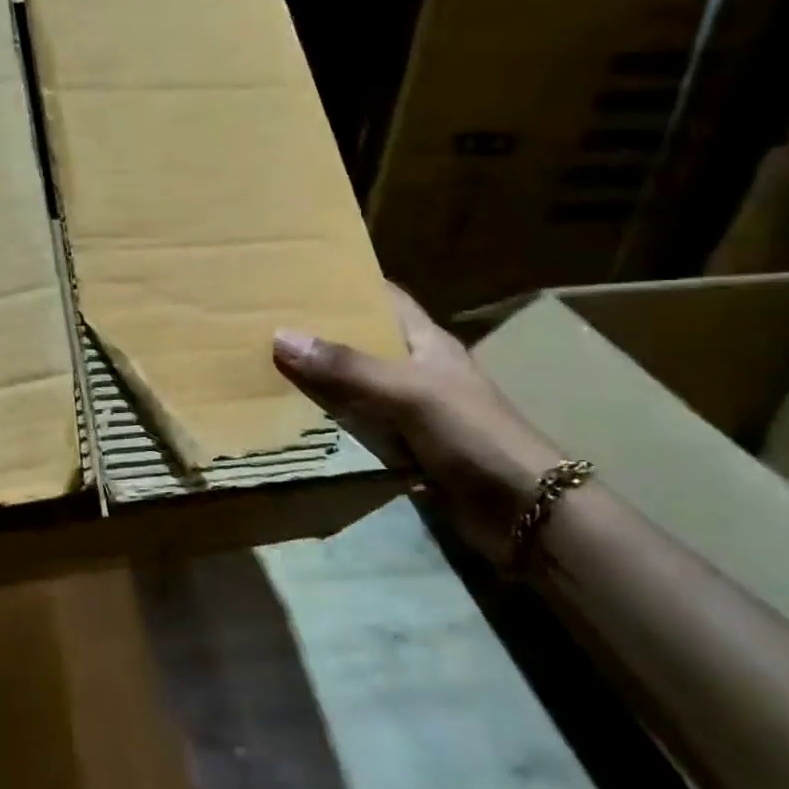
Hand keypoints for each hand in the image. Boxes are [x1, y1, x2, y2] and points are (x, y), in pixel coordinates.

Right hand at [274, 285, 561, 561]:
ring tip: (265, 371)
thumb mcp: (408, 391)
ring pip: (355, 390)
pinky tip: (293, 424)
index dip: (348, 285)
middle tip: (266, 328)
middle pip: (362, 344)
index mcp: (426, 342)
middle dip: (320, 337)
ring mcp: (411, 413)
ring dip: (319, 385)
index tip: (300, 279)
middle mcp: (416, 371)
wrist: (522, 509)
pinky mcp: (405, 451)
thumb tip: (281, 336)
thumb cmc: (472, 433)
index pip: (385, 298)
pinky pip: (358, 430)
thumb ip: (348, 367)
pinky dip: (330, 427)